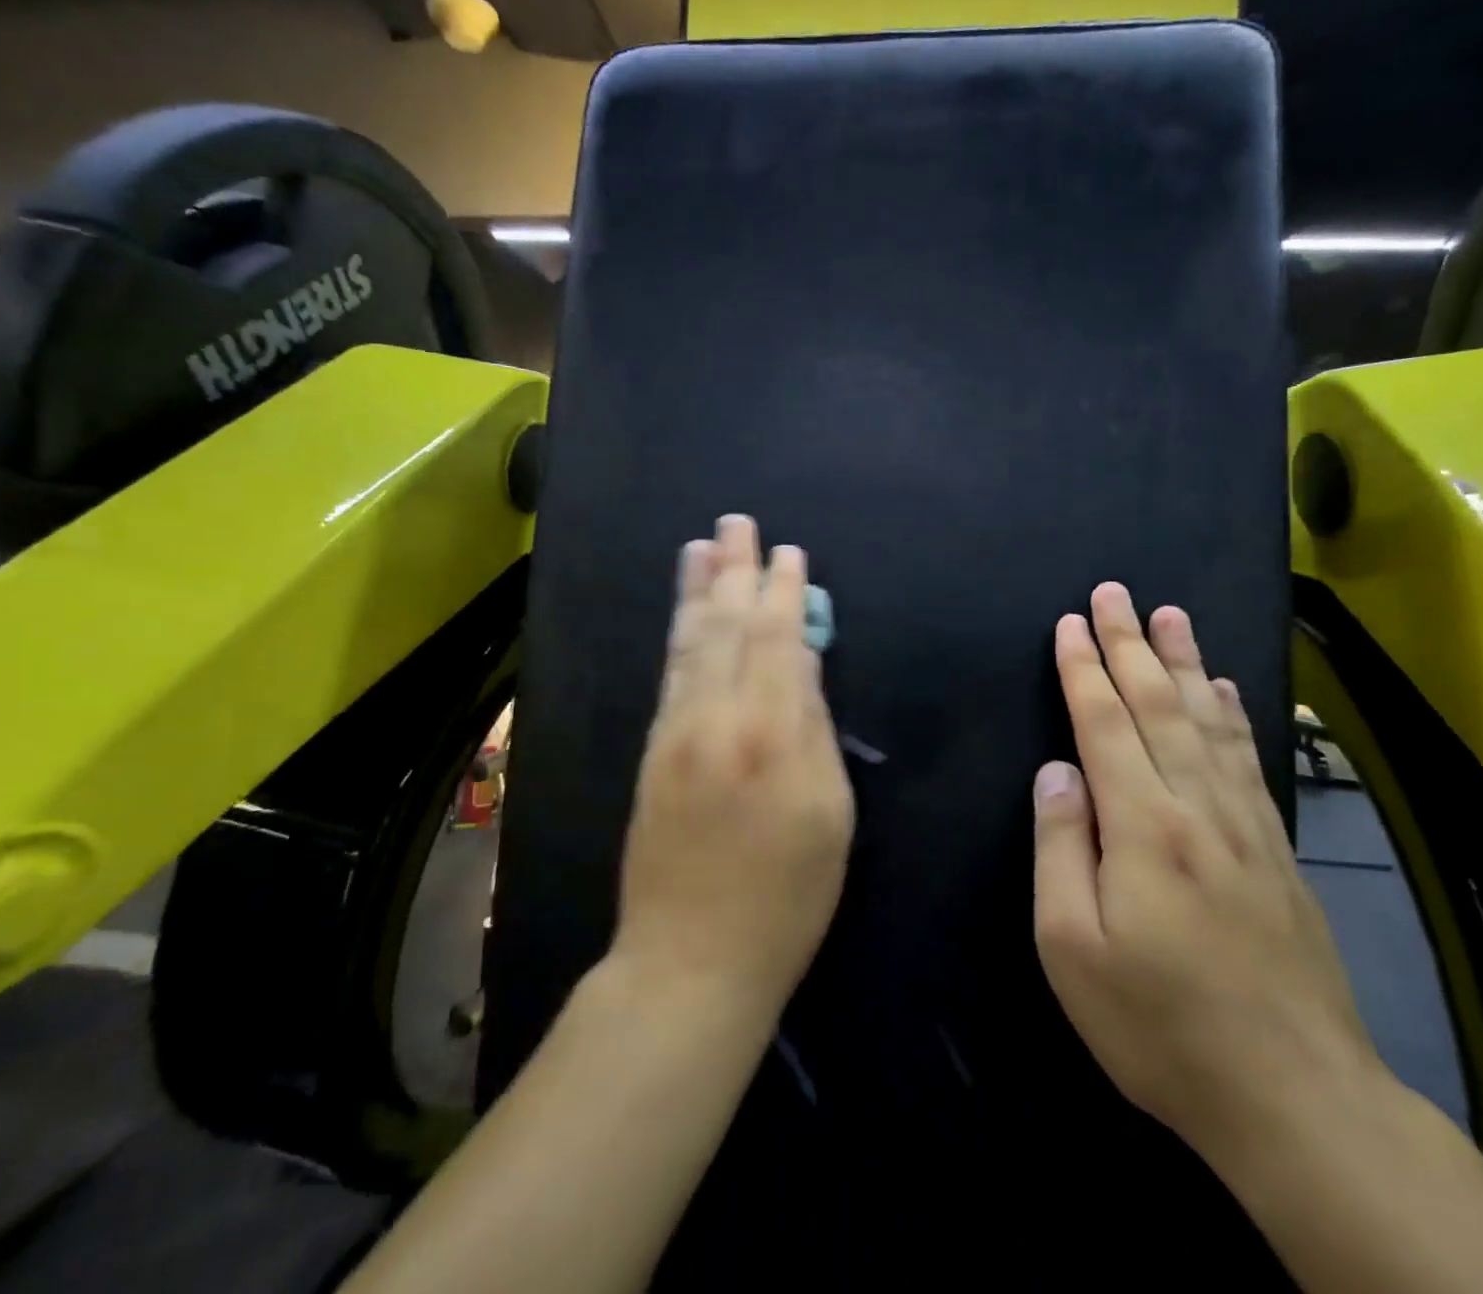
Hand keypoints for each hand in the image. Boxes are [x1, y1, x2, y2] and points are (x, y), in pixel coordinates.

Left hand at [613, 514, 855, 1016]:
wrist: (690, 960)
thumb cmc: (786, 897)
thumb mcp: (830, 815)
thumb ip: (814, 729)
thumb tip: (800, 662)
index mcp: (771, 735)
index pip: (777, 640)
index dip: (784, 592)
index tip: (789, 552)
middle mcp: (716, 719)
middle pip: (727, 627)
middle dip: (735, 570)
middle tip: (737, 522)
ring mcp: (676, 731)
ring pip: (690, 642)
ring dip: (698, 589)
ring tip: (701, 545)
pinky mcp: (652, 750)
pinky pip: (669, 673)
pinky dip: (677, 632)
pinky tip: (683, 610)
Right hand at [1031, 584, 1380, 1155]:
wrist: (1294, 1097)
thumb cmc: (1158, 1024)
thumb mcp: (1071, 948)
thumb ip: (1060, 847)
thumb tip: (1057, 772)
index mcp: (1142, 827)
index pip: (1104, 723)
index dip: (1083, 668)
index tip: (1069, 623)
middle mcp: (1197, 808)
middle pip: (1158, 705)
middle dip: (1131, 643)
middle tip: (1115, 592)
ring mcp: (1244, 825)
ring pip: (1208, 721)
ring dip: (1184, 662)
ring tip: (1172, 614)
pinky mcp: (1275, 850)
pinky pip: (1248, 759)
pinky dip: (1232, 713)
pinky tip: (1225, 689)